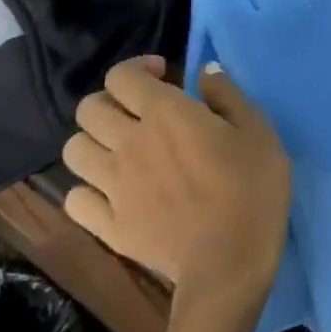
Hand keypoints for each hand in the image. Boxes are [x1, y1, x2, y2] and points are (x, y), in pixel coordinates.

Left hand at [63, 56, 291, 315]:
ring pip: (73, 150)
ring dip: (95, 141)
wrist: (229, 263)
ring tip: (123, 150)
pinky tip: (112, 192)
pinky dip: (88, 189)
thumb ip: (226, 94)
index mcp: (165, 113)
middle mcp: (128, 142)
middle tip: (141, 113)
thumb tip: (204, 71)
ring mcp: (112, 186)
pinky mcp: (106, 226)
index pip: (122, 76)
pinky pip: (75, 198)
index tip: (165, 76)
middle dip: (112, 101)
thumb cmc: (251, 188)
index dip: (138, 68)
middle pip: (89, 108)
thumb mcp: (256, 129)